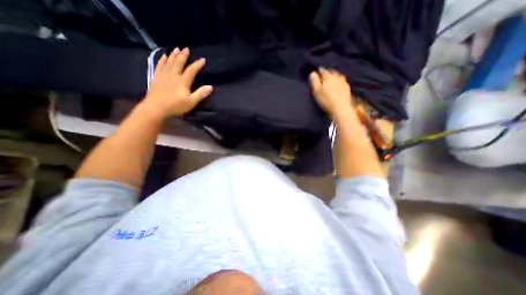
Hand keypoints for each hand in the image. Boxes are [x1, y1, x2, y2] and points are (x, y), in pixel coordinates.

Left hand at [142, 48, 212, 118]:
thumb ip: (200, 94)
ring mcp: (163, 76)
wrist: (156, 108)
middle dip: (183, 56)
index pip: (191, 71)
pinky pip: (159, 66)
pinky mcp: (156, 78)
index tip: (202, 59)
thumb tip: (210, 87)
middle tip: (186, 48)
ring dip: (173, 55)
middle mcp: (173, 76)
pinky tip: (163, 56)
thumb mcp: (191, 102)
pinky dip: (162, 60)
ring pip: (169, 62)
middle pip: (178, 63)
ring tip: (176, 49)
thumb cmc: (176, 106)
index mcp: (182, 82)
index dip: (197, 65)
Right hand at [309, 68, 354, 117]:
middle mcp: (336, 76)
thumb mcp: (317, 91)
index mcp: (328, 76)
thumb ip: (314, 81)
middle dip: (327, 73)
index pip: (323, 71)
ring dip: (334, 76)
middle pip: (331, 71)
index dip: (319, 71)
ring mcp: (343, 81)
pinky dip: (339, 81)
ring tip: (331, 79)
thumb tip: (313, 72)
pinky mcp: (347, 87)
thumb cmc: (326, 100)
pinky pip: (342, 81)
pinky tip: (338, 84)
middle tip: (323, 76)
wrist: (340, 107)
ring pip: (337, 75)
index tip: (317, 72)